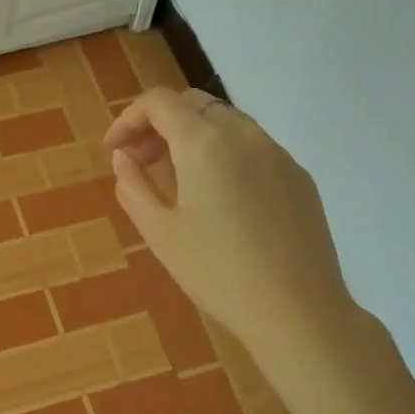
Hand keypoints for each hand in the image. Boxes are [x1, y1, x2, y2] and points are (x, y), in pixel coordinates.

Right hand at [104, 88, 355, 360]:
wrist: (298, 312)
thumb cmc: (217, 273)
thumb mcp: (159, 233)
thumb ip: (133, 185)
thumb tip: (124, 158)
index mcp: (205, 143)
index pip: (159, 102)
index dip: (128, 119)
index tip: (115, 151)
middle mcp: (244, 134)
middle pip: (193, 104)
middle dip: (160, 124)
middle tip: (142, 162)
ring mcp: (278, 153)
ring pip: (226, 121)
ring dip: (193, 136)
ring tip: (178, 179)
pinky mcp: (299, 176)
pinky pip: (253, 147)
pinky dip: (224, 153)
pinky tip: (220, 198)